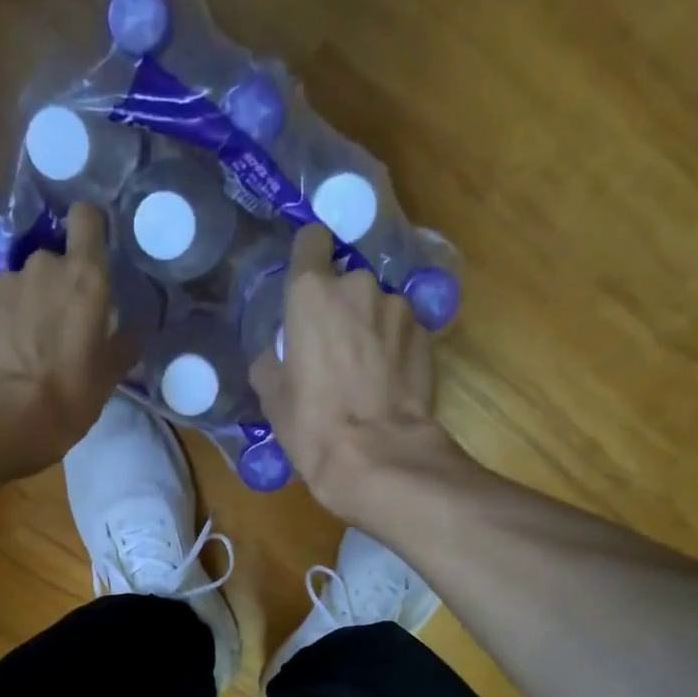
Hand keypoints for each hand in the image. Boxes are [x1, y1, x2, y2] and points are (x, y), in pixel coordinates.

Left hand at [0, 203, 115, 470]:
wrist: (0, 415)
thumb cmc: (69, 393)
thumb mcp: (109, 376)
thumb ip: (121, 345)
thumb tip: (132, 334)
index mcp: (85, 276)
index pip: (86, 218)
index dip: (90, 230)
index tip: (95, 254)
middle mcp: (43, 267)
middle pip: (55, 259)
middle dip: (60, 284)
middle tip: (68, 324)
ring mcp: (5, 285)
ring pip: (26, 284)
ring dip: (33, 305)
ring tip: (36, 347)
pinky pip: (3, 307)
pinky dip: (9, 323)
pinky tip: (12, 358)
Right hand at [249, 223, 452, 522]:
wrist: (378, 455)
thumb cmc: (313, 424)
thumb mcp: (272, 397)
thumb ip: (271, 360)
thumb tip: (276, 354)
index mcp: (312, 292)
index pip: (311, 241)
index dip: (307, 259)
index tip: (305, 284)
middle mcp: (358, 286)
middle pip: (346, 280)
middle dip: (340, 305)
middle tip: (332, 345)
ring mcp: (398, 308)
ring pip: (377, 305)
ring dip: (370, 325)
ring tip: (364, 369)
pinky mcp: (427, 334)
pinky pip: (402, 329)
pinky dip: (393, 346)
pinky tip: (387, 381)